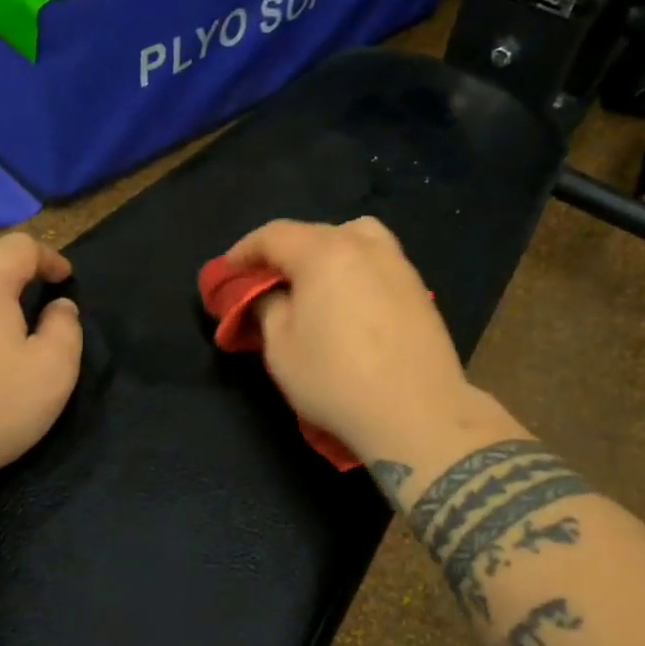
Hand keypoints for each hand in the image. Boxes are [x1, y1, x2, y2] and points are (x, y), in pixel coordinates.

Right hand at [221, 218, 489, 460]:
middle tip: (265, 280)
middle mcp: (364, 246)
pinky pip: (376, 261)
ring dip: (325, 251)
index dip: (244, 251)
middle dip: (283, 252)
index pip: (274, 235)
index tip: (226, 272)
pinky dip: (354, 268)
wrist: (417, 413)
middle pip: (314, 232)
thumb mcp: (281, 348)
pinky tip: (348, 300)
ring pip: (354, 238)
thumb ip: (267, 308)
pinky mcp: (418, 289)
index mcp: (324, 252)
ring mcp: (397, 264)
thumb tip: (269, 294)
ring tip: (313, 282)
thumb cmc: (336, 380)